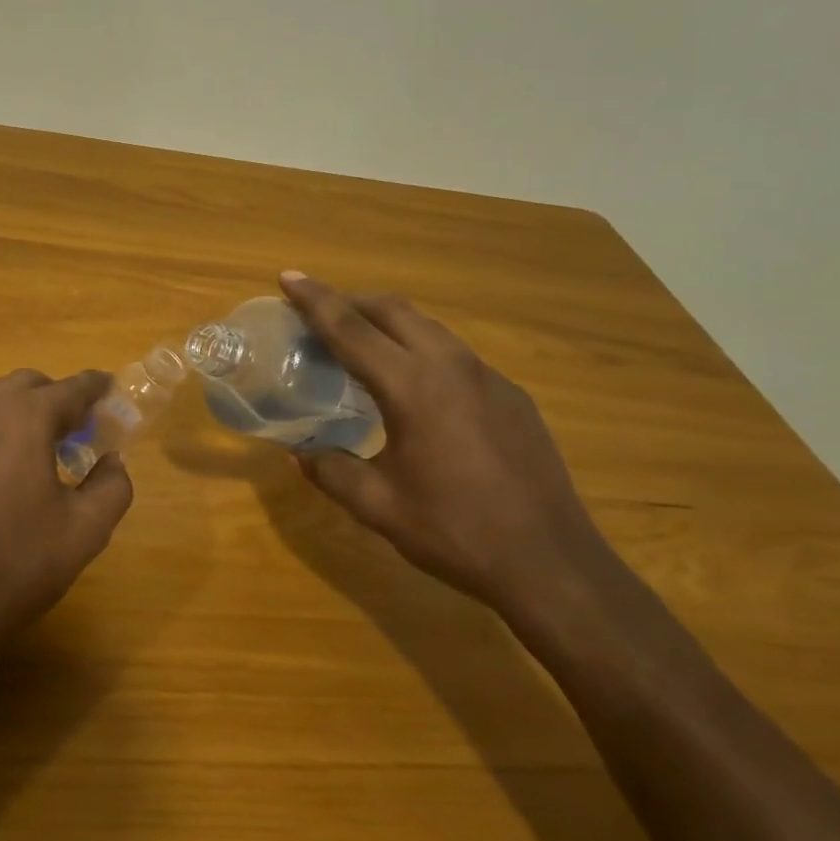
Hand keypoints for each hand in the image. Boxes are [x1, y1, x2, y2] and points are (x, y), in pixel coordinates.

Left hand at [0, 369, 134, 692]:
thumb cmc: (14, 564)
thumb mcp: (85, 532)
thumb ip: (112, 486)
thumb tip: (112, 462)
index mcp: (24, 417)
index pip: (72, 387)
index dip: (97, 388)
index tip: (111, 392)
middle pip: (27, 385)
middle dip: (56, 398)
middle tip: (76, 431)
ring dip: (19, 416)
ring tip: (35, 456)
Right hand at [279, 271, 617, 618]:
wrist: (551, 563)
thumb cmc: (455, 532)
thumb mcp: (378, 506)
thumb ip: (331, 471)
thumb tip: (299, 453)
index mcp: (412, 387)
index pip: (351, 329)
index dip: (315, 301)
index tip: (289, 277)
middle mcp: (451, 366)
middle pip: (393, 310)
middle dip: (351, 300)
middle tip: (317, 311)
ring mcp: (489, 377)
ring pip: (428, 327)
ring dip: (387, 322)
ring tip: (359, 343)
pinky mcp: (512, 396)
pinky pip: (454, 354)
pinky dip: (419, 349)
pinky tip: (413, 387)